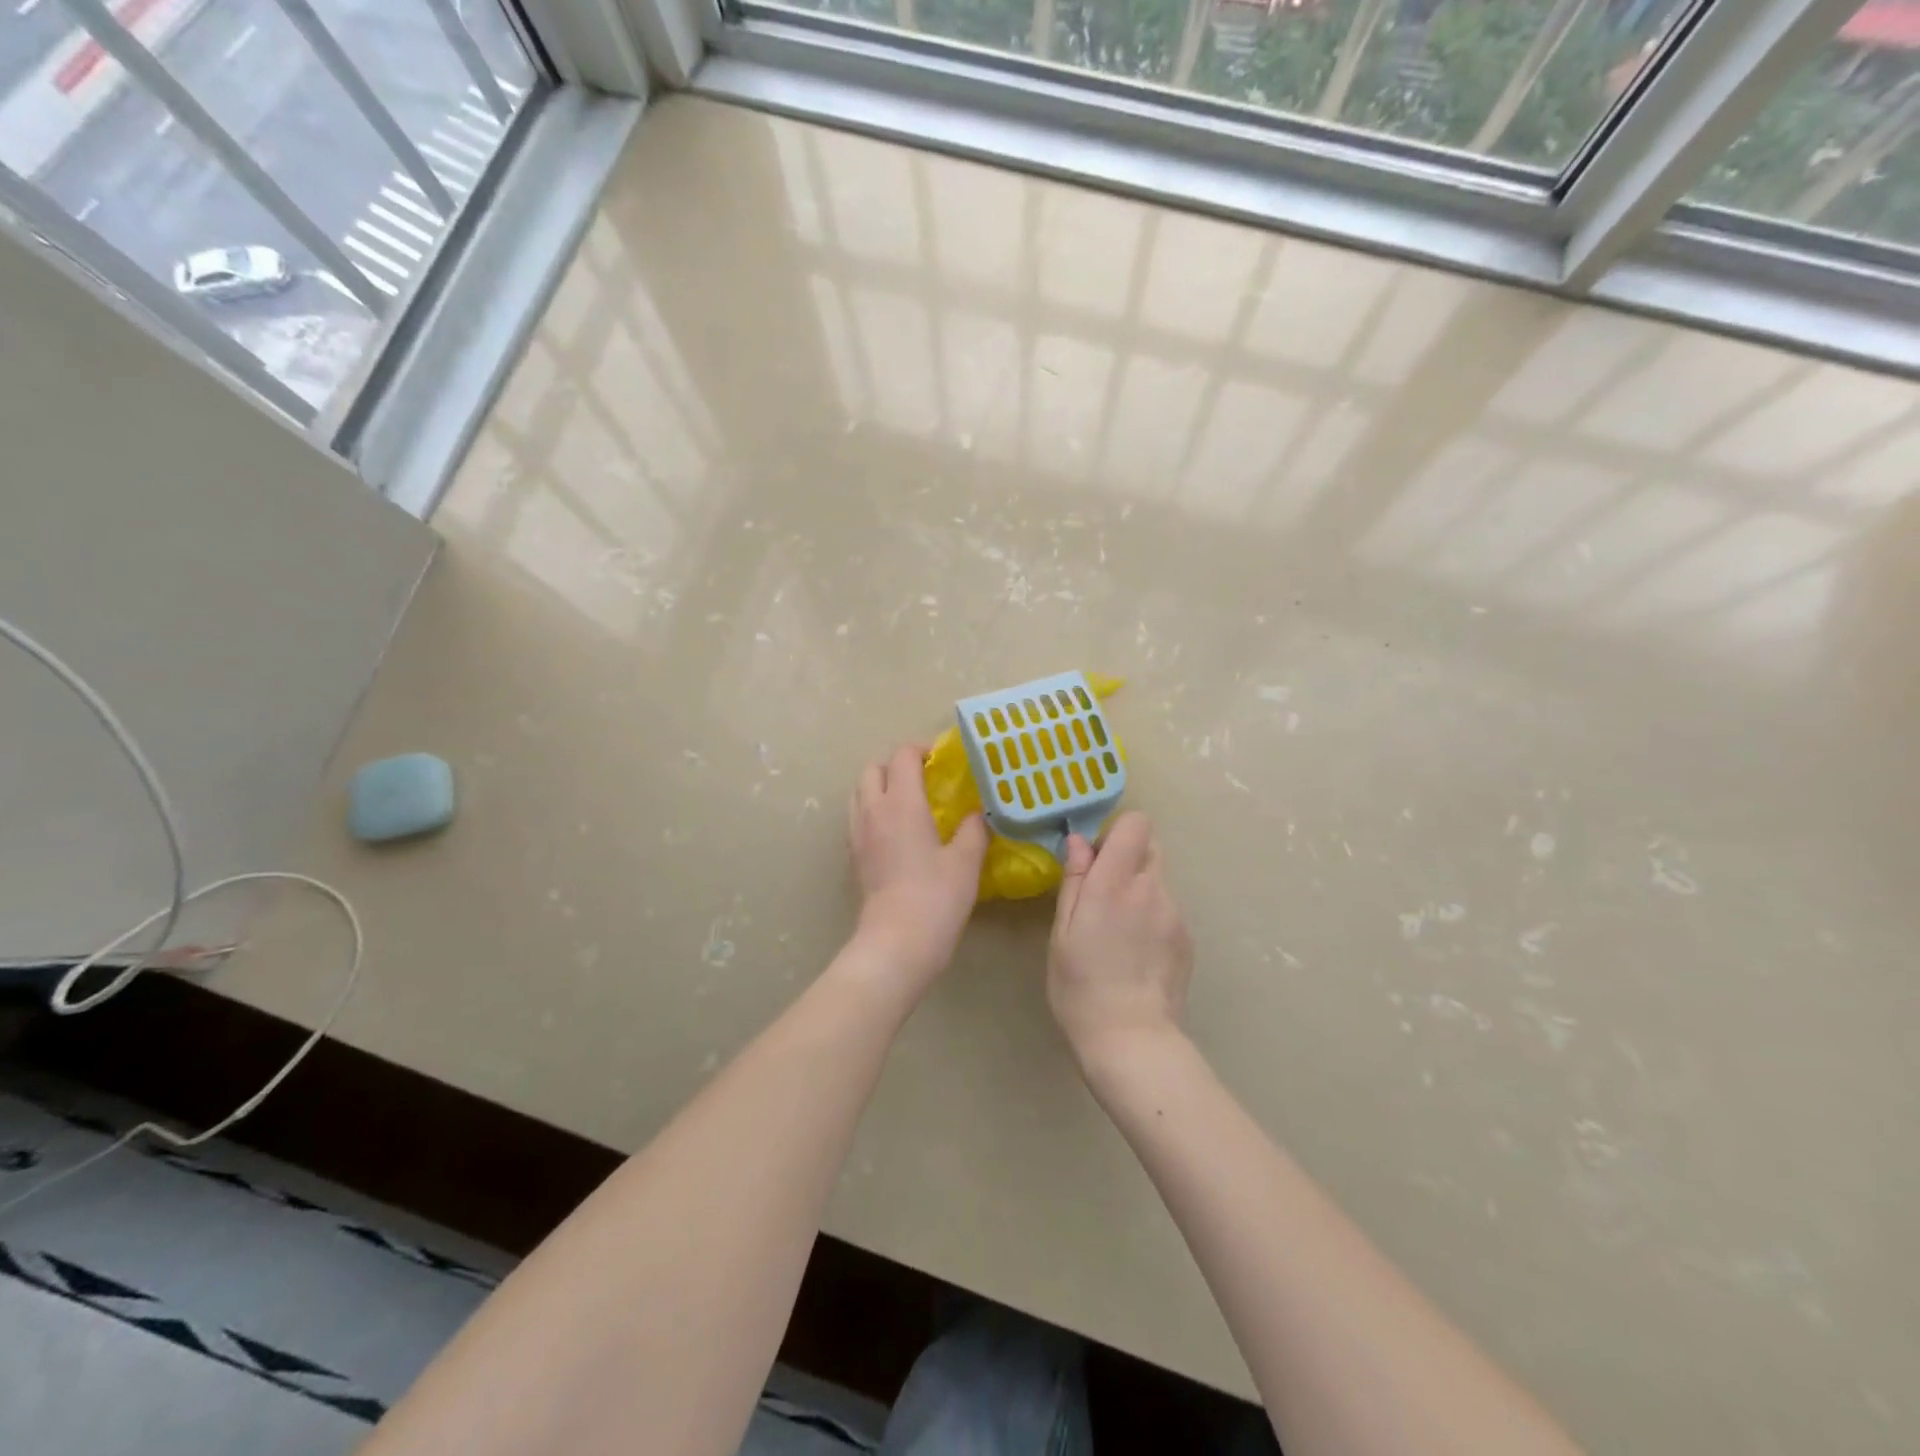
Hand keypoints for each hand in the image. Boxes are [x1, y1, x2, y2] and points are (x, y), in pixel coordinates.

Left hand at [846, 744, 988, 996]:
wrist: (896, 942)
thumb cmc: (936, 897)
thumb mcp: (967, 861)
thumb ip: (973, 829)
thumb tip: (977, 813)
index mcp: (902, 803)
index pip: (903, 756)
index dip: (922, 750)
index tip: (942, 760)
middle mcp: (873, 811)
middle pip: (873, 769)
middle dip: (896, 766)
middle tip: (923, 779)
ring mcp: (858, 834)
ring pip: (860, 792)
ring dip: (880, 787)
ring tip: (908, 803)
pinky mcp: (853, 857)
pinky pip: (857, 818)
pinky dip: (873, 812)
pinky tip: (896, 833)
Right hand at [1049, 813, 1193, 1064]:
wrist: (1132, 1039)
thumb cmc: (1081, 986)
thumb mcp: (1062, 932)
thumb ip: (1074, 881)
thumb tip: (1079, 842)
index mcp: (1115, 883)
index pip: (1136, 824)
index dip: (1116, 831)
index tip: (1094, 857)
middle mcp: (1151, 889)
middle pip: (1150, 846)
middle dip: (1127, 856)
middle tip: (1102, 892)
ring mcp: (1175, 914)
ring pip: (1157, 880)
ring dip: (1138, 889)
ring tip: (1117, 933)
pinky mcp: (1187, 939)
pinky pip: (1167, 910)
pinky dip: (1151, 917)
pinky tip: (1136, 954)